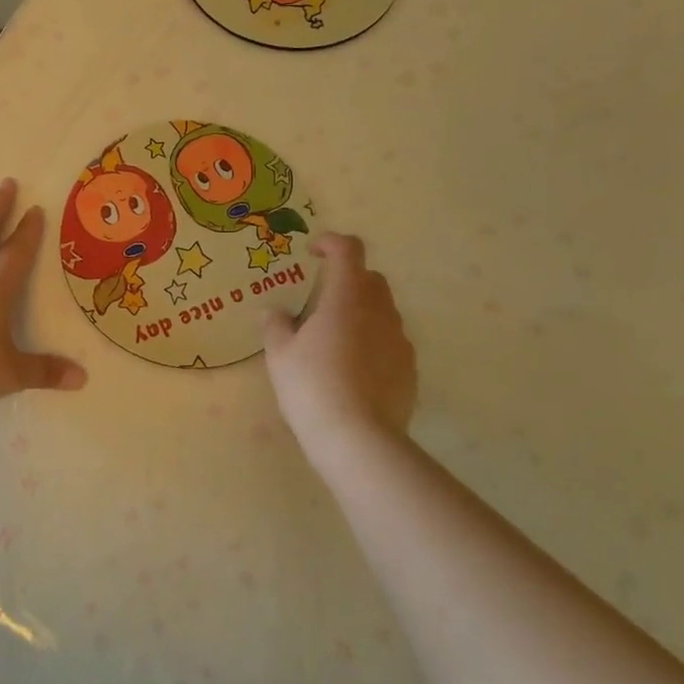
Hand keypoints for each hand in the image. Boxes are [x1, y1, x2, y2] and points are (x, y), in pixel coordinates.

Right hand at [261, 234, 415, 468]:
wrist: (358, 440)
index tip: (313, 254)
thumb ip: (276, 326)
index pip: (349, 250)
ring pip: (383, 311)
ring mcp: (400, 341)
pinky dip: (373, 344)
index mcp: (347, 298)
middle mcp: (380, 311)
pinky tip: (353, 371)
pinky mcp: (410, 370)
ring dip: (361, 313)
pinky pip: (391, 343)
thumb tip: (273, 312)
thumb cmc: (312, 387)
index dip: (331, 243)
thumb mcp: (280, 355)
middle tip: (320, 302)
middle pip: (370, 279)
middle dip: (347, 280)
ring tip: (335, 341)